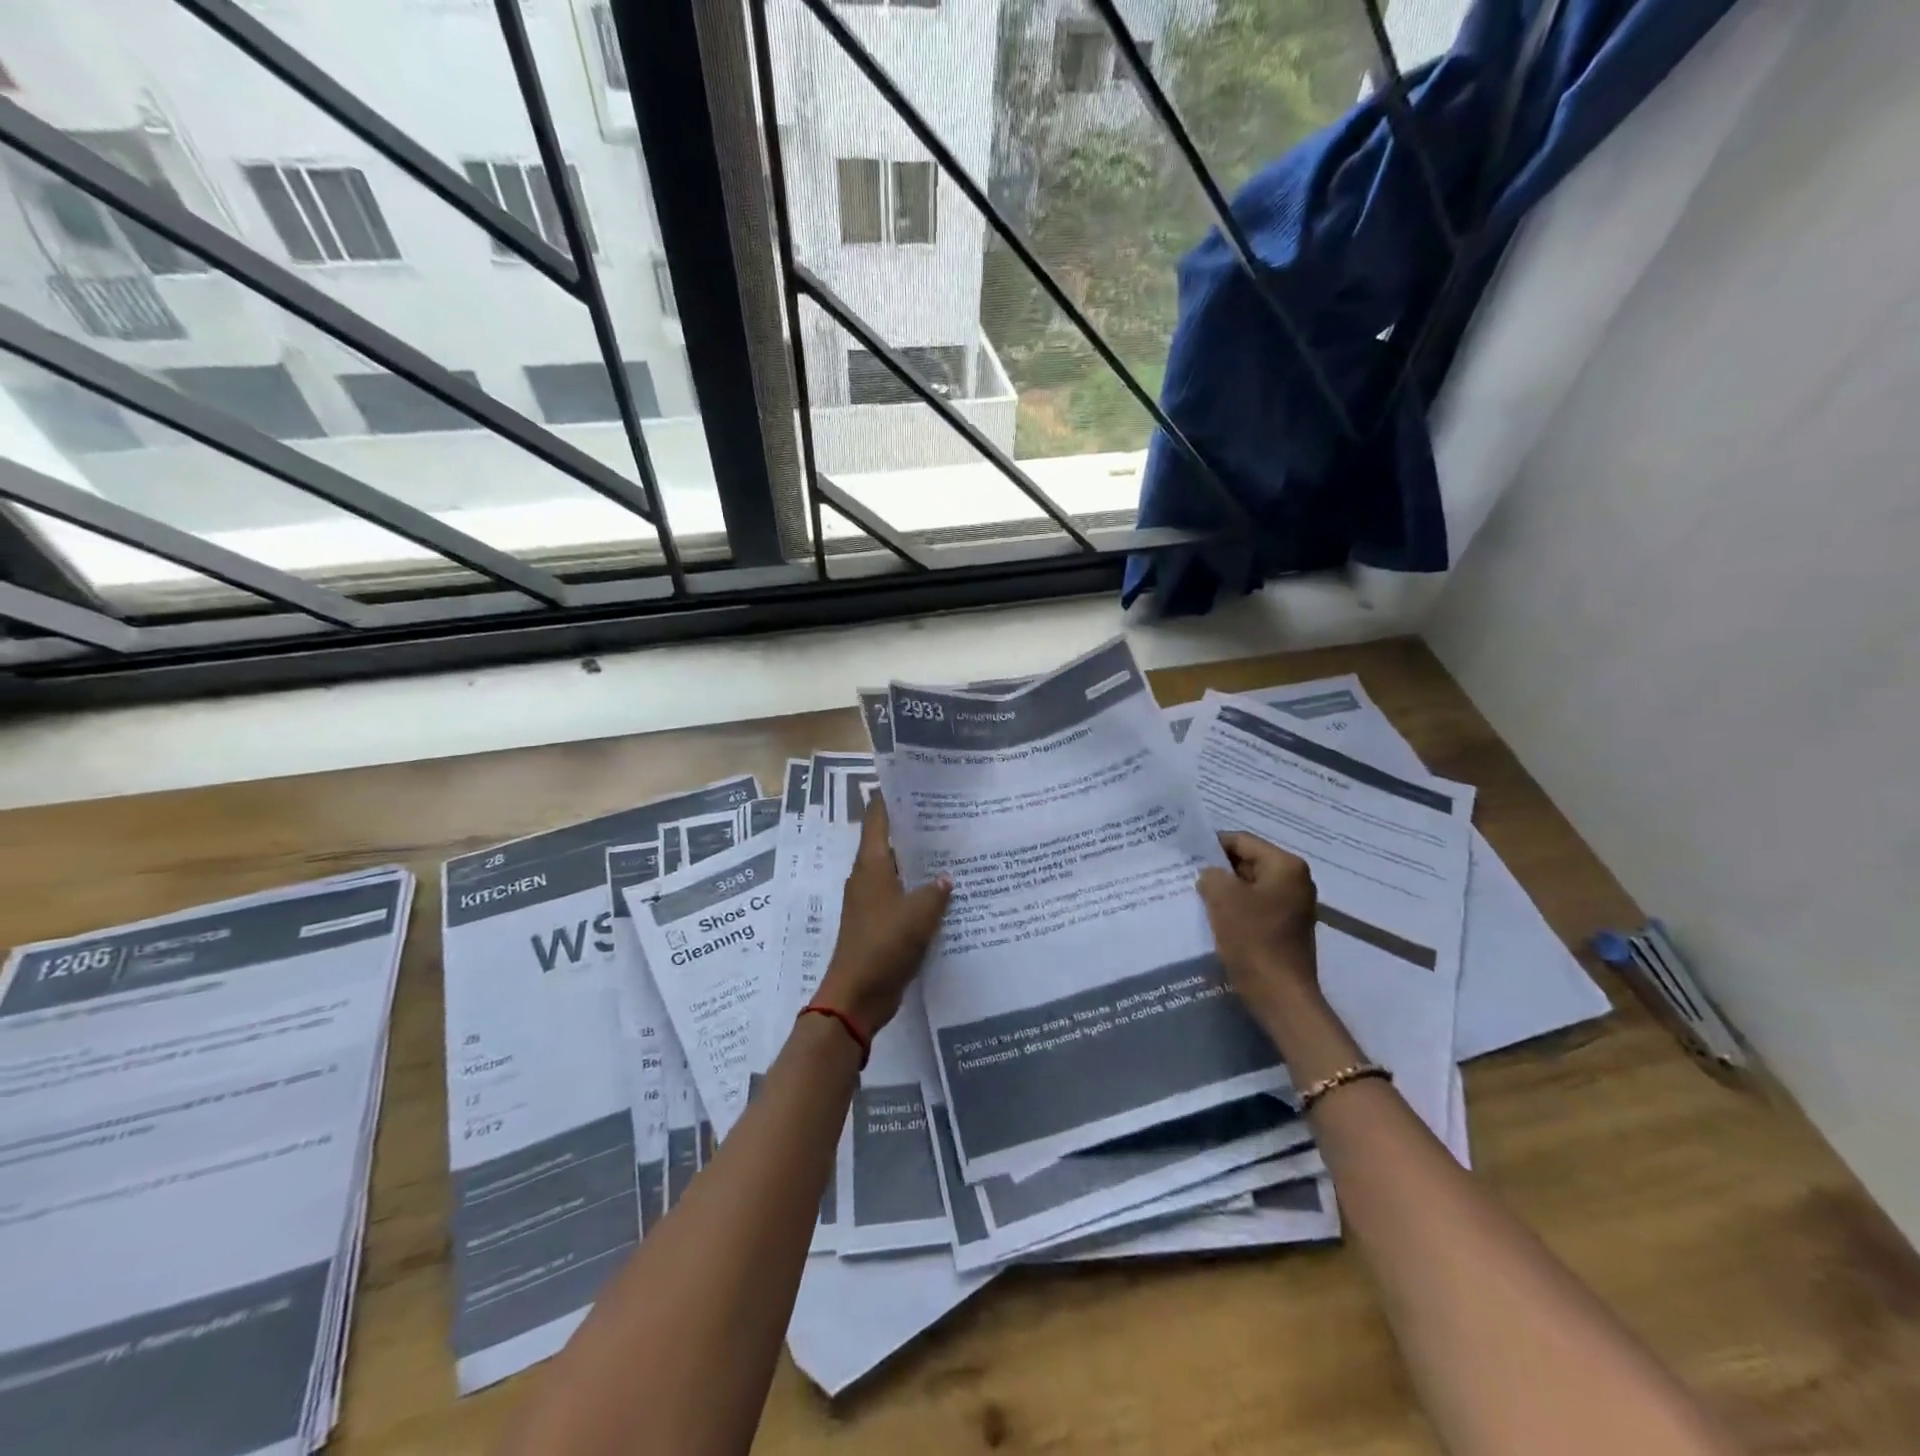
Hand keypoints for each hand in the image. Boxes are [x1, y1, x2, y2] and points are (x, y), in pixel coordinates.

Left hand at [816, 795, 951, 1039]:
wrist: (858, 995)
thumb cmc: (884, 945)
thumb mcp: (919, 914)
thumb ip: (935, 891)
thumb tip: (946, 878)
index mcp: (870, 865)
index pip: (877, 818)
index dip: (890, 798)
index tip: (913, 782)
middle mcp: (868, 877)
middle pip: (889, 843)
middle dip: (914, 829)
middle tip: (947, 814)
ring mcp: (872, 902)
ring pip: (898, 871)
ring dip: (919, 863)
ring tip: (953, 849)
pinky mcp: (879, 924)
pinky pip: (901, 898)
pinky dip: (919, 892)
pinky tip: (945, 893)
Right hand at [1197, 831, 1319, 1018]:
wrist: (1280, 996)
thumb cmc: (1253, 940)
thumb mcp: (1222, 897)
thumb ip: (1211, 875)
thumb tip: (1210, 875)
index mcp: (1286, 866)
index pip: (1241, 841)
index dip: (1211, 845)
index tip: (1184, 854)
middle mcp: (1295, 881)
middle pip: (1247, 862)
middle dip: (1217, 870)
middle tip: (1185, 876)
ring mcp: (1293, 907)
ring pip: (1249, 887)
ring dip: (1224, 892)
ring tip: (1194, 897)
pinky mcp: (1285, 929)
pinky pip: (1254, 908)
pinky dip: (1234, 910)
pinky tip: (1212, 919)